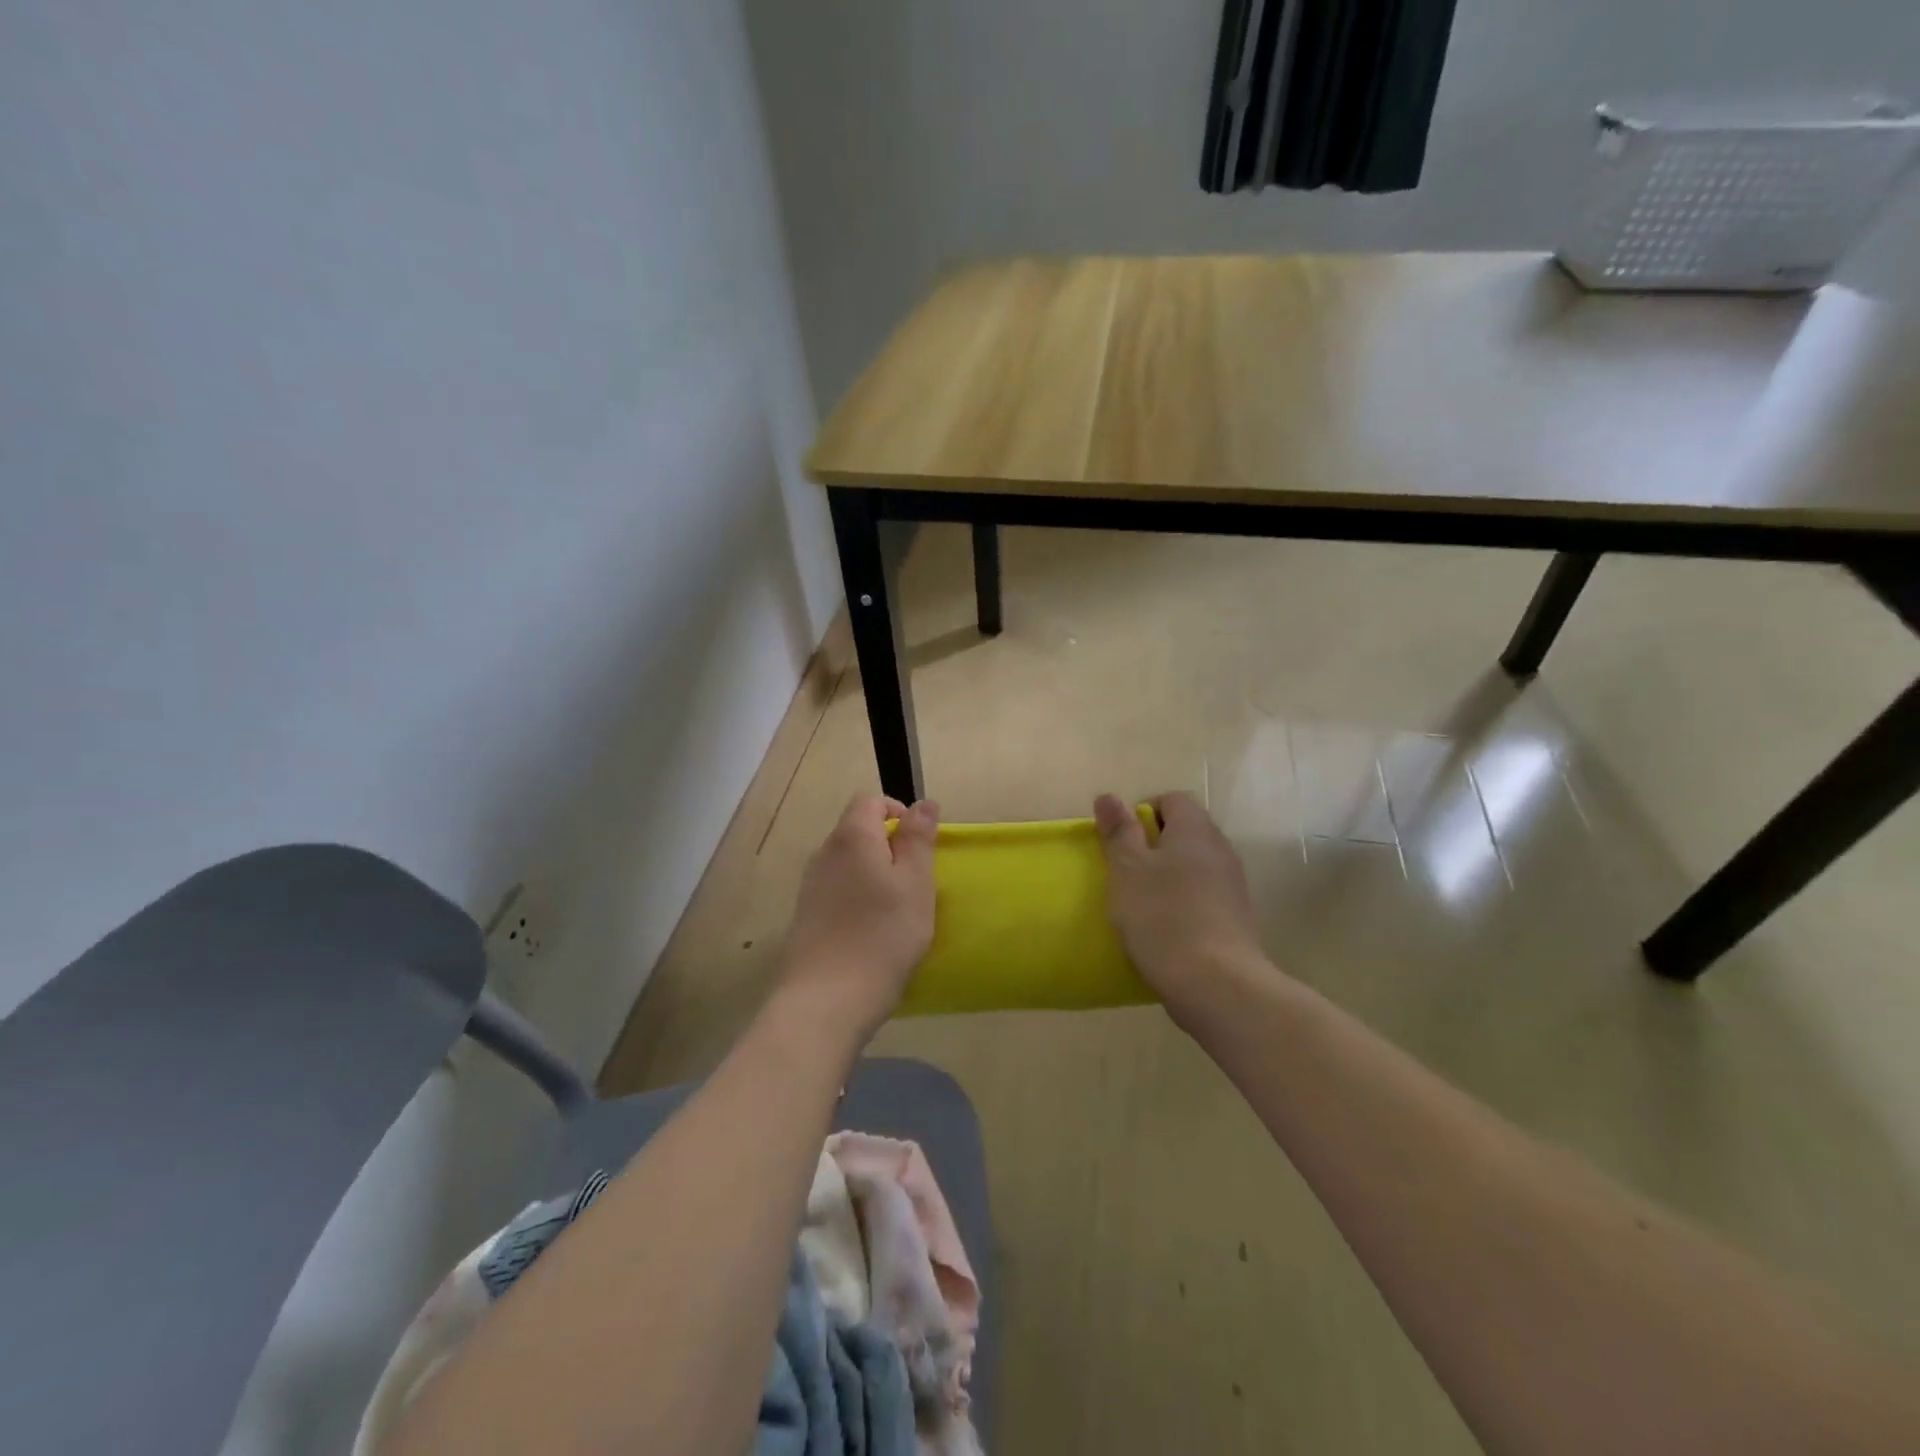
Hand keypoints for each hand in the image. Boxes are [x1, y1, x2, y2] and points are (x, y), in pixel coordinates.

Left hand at [779, 794, 939, 1040]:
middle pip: (858, 830)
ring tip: (897, 910)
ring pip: (849, 862)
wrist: (825, 1001)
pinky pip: (837, 890)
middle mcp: (825, 853)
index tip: (920, 845)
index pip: (871, 800)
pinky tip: (872, 931)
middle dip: (890, 846)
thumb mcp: (916, 884)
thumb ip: (919, 838)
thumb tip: (924, 802)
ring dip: (875, 874)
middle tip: (915, 883)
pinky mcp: (806, 915)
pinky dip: (858, 898)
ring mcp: (810, 885)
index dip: (899, 811)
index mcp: (852, 837)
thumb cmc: (882, 936)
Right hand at [1093, 791, 1271, 1027]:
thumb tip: (1109, 796)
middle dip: (1152, 846)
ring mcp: (1232, 885)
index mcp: (1195, 830)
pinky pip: (1203, 896)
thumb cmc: (1163, 916)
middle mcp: (1220, 849)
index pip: (1172, 799)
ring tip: (1140, 904)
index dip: (1142, 812)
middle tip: (1124, 872)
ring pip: (1193, 866)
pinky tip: (1163, 928)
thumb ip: (1119, 831)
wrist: (1217, 983)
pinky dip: (1182, 903)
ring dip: (1167, 877)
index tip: (1121, 841)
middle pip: (1184, 832)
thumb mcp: (1128, 869)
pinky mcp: (1236, 918)